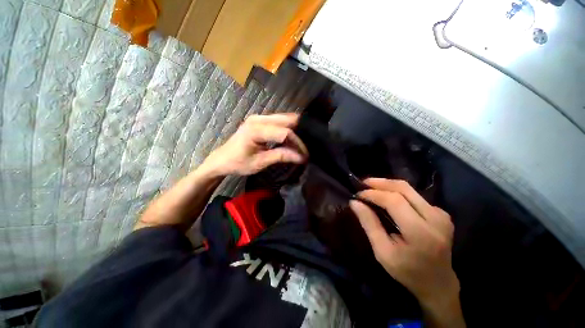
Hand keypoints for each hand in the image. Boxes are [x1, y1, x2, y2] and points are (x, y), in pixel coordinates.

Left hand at [204, 113, 307, 175]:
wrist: (222, 159)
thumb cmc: (238, 163)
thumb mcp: (260, 162)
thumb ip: (280, 156)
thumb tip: (301, 157)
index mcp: (256, 129)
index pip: (284, 133)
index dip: (297, 144)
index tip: (305, 155)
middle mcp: (258, 118)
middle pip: (287, 120)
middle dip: (299, 133)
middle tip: (306, 147)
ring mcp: (259, 117)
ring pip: (285, 118)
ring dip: (295, 129)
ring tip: (301, 143)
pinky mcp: (260, 120)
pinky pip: (279, 120)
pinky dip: (288, 128)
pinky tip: (292, 138)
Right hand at [350, 178, 464, 326]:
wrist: (438, 283)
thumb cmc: (407, 271)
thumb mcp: (382, 252)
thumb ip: (369, 224)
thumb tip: (355, 202)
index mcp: (420, 232)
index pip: (394, 201)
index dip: (373, 193)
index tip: (358, 194)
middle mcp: (435, 218)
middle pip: (403, 188)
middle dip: (380, 183)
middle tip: (362, 183)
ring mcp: (441, 214)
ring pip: (409, 189)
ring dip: (387, 185)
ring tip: (371, 187)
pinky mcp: (441, 213)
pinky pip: (415, 195)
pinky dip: (397, 192)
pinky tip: (386, 197)